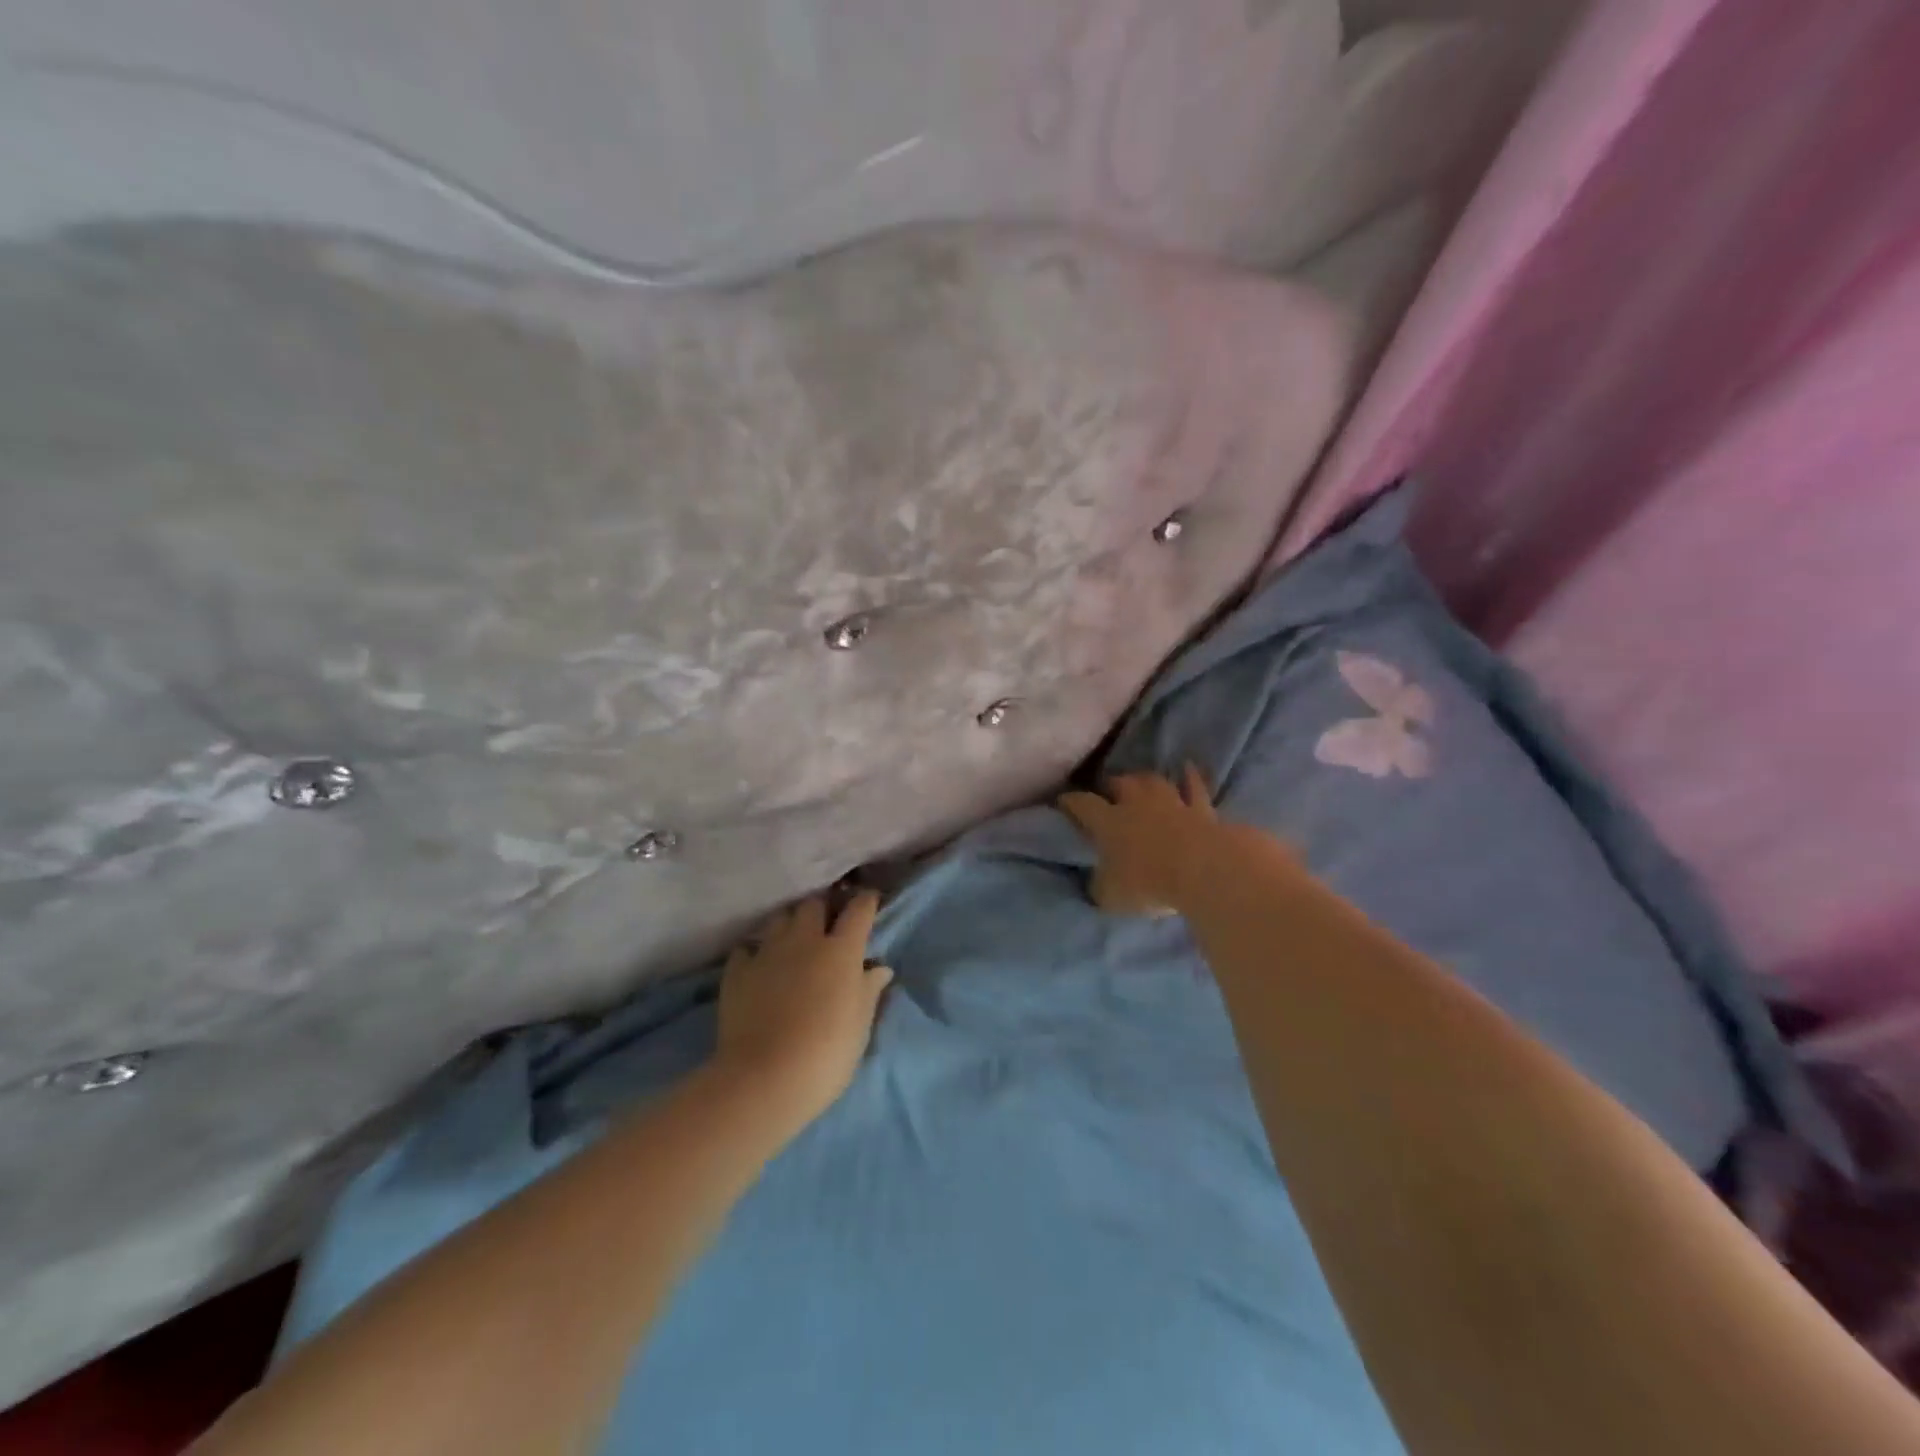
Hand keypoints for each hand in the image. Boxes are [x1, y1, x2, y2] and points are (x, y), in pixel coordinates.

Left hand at [715, 892, 892, 1132]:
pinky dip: (755, 952)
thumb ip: (869, 990)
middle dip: (823, 907)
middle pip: (814, 904)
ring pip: (779, 919)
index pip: (858, 910)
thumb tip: (879, 968)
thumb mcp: (860, 1025)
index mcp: (841, 951)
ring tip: (793, 940)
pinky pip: (747, 948)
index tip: (869, 899)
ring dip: (790, 924)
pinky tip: (758, 965)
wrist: (765, 1079)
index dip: (866, 901)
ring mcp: (767, 953)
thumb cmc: (827, 1054)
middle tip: (828, 921)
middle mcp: (804, 940)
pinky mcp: (737, 972)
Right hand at [1059, 765, 1219, 915]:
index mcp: (1108, 821)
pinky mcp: (1202, 809)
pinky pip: (1194, 787)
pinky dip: (1190, 778)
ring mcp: (1171, 802)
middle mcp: (1136, 803)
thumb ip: (1100, 884)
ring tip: (1139, 781)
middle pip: (1119, 783)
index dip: (1070, 802)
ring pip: (1153, 781)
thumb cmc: (1148, 883)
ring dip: (1144, 780)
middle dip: (1110, 786)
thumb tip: (1097, 881)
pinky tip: (1188, 768)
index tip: (1063, 801)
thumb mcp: (1110, 895)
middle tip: (1106, 792)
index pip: (1082, 804)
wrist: (1203, 870)